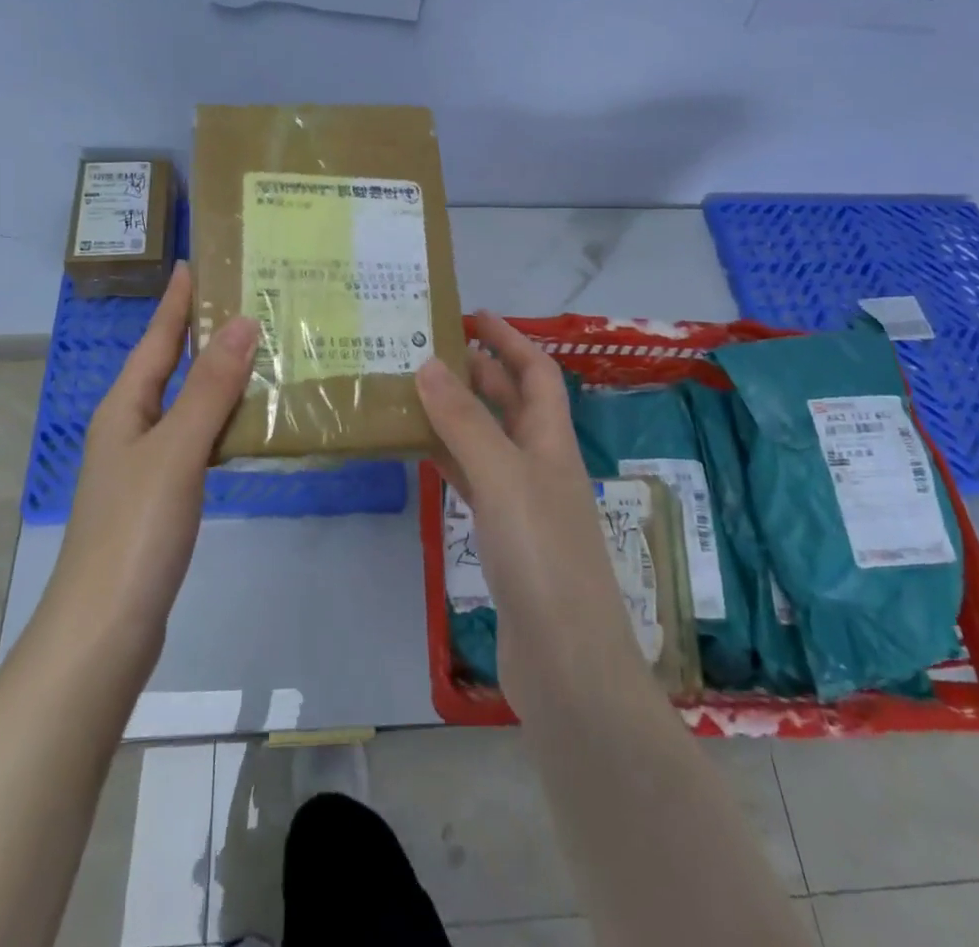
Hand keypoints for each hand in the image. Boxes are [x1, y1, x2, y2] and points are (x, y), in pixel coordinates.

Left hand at [47, 263, 258, 677]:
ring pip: (184, 404)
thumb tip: (242, 322)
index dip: (174, 302)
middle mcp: (129, 428)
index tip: (194, 263)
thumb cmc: (136, 529)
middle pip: (167, 367)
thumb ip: (210, 388)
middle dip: (199, 333)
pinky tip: (246, 422)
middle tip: (244, 301)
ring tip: (257, 351)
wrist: (105, 628)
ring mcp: (143, 465)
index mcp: (125, 408)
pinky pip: (194, 439)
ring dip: (215, 376)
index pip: (155, 339)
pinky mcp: (161, 497)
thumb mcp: (176, 450)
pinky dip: (220, 420)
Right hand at [416, 312, 642, 691]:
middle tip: (427, 349)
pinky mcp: (503, 538)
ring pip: (487, 440)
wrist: (566, 664)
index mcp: (553, 441)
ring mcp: (523, 503)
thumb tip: (429, 363)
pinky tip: (418, 451)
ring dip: (457, 413)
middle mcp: (541, 464)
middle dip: (478, 371)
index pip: (537, 372)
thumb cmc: (543, 556)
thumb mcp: (503, 476)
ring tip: (412, 390)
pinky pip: (472, 480)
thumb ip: (465, 420)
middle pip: (511, 402)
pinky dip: (447, 458)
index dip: (510, 339)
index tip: (472, 314)